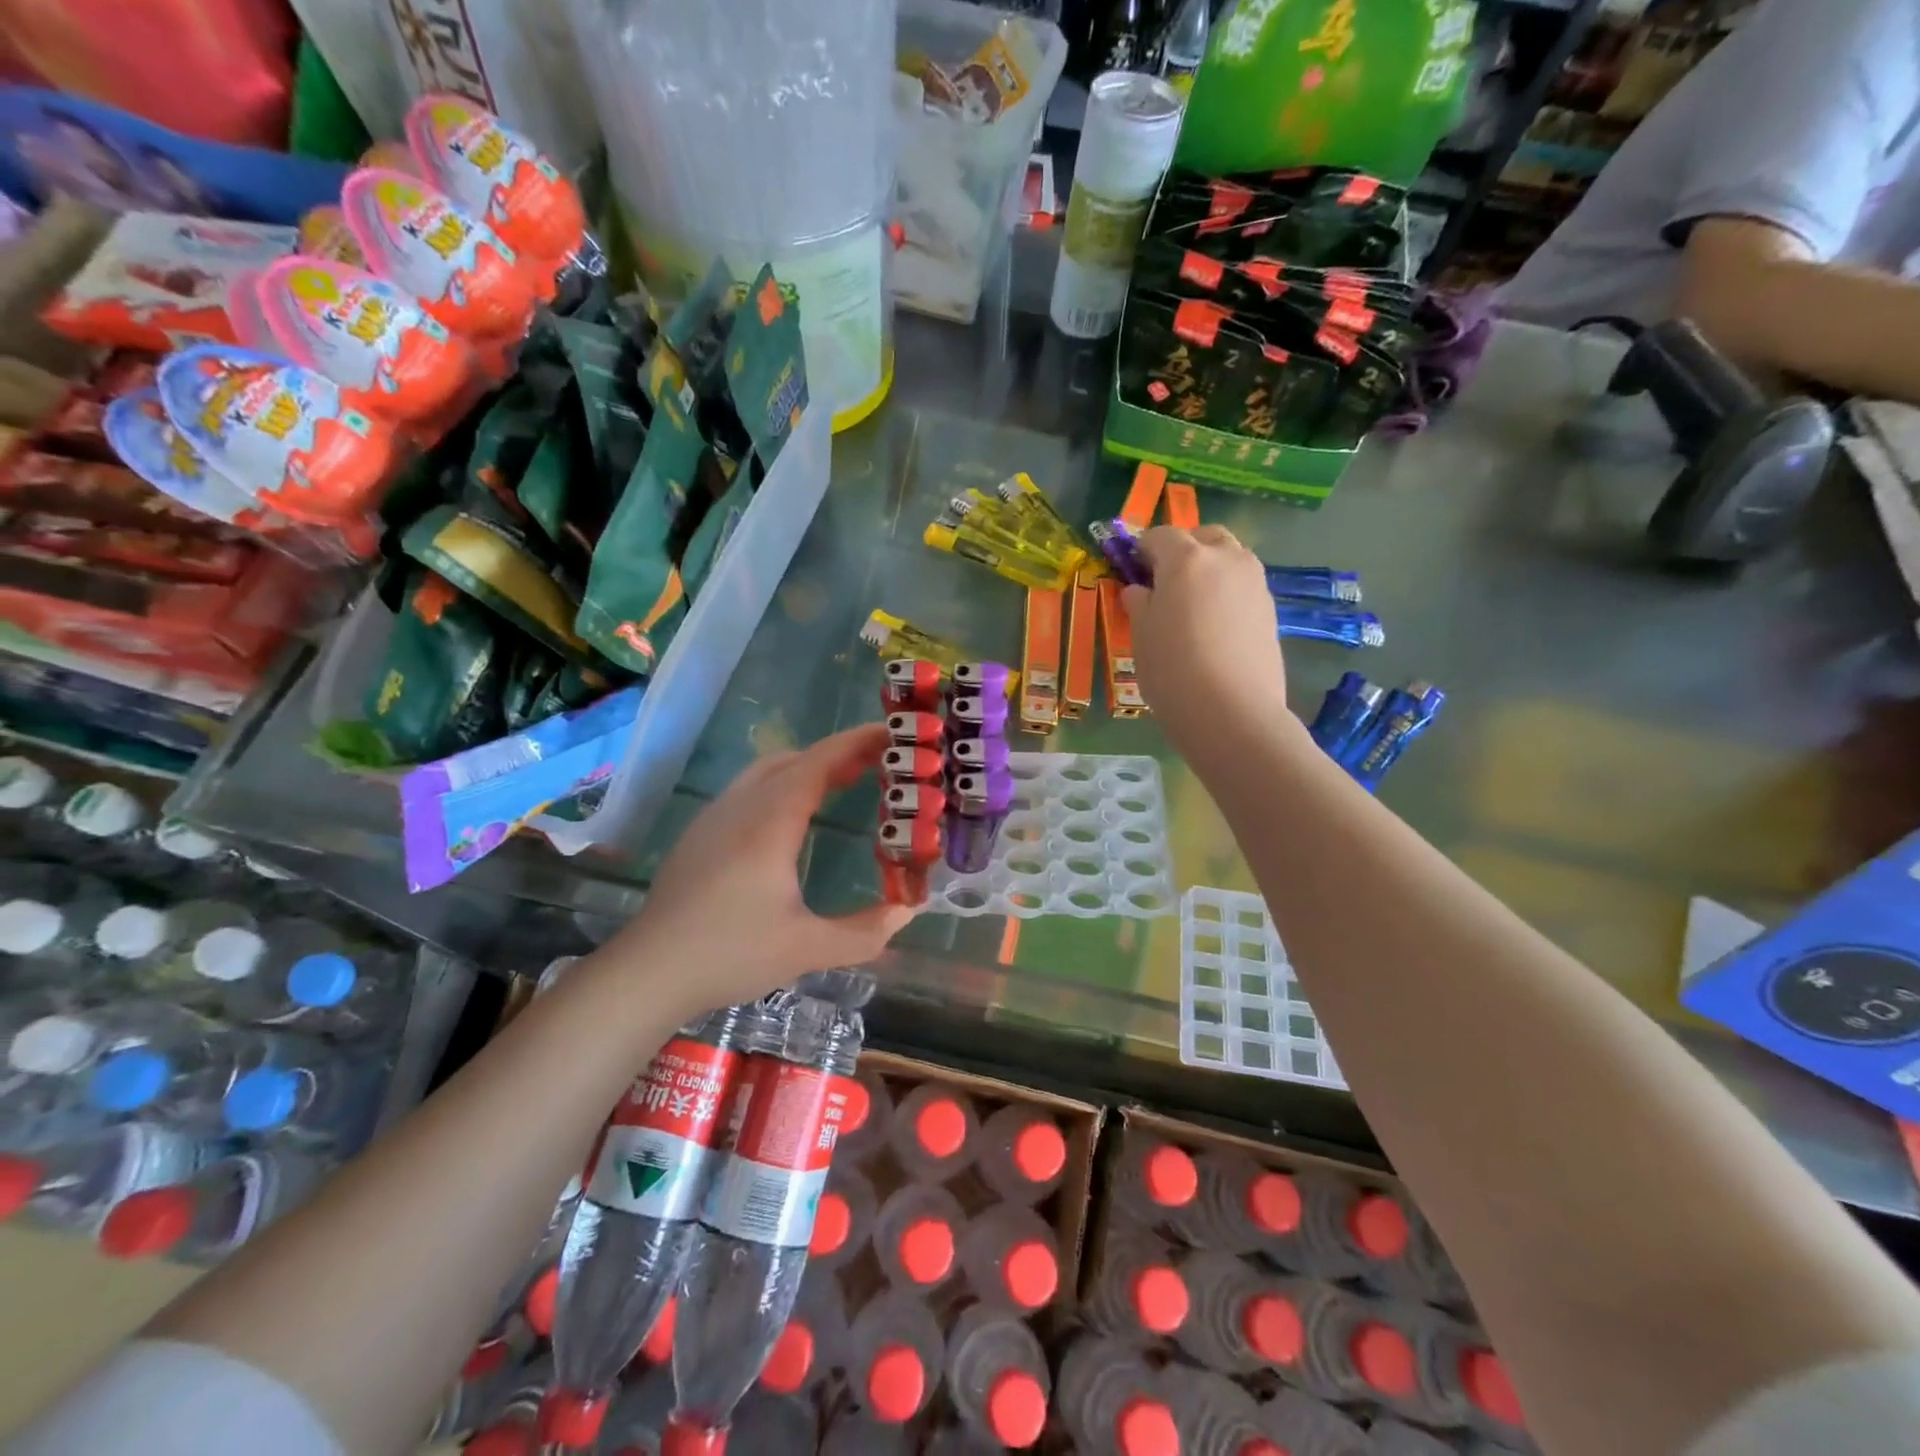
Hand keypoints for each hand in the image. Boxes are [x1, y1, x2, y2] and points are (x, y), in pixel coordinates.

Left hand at [609, 724, 915, 1014]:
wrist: (648, 972)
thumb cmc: (731, 954)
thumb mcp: (807, 949)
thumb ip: (865, 931)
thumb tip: (907, 912)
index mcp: (770, 822)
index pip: (818, 762)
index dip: (856, 743)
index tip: (891, 733)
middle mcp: (741, 807)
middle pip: (795, 759)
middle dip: (838, 754)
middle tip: (879, 763)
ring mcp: (714, 817)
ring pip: (767, 770)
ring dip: (808, 767)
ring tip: (843, 782)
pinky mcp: (700, 833)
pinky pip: (749, 789)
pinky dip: (783, 784)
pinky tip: (793, 816)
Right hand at [1122, 525, 1287, 741]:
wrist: (1232, 712)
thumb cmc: (1173, 670)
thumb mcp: (1141, 636)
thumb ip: (1139, 604)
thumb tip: (1140, 590)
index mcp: (1187, 559)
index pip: (1160, 536)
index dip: (1142, 549)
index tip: (1132, 570)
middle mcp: (1225, 559)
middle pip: (1204, 536)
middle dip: (1183, 549)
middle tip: (1164, 581)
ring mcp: (1254, 582)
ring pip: (1229, 557)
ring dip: (1209, 567)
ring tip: (1191, 602)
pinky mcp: (1270, 608)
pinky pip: (1243, 585)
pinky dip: (1226, 591)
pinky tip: (1213, 624)